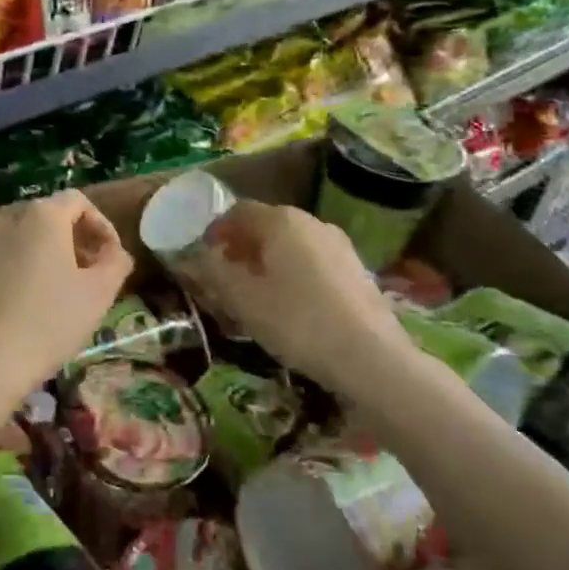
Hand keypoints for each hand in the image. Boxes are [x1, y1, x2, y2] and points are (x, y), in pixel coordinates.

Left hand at [0, 191, 133, 398]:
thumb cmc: (48, 323)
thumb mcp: (98, 294)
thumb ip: (115, 263)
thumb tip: (115, 252)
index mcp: (42, 215)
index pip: (79, 202)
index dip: (102, 226)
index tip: (111, 259)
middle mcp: (7, 217)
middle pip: (49, 218)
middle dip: (74, 242)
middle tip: (90, 276)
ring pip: (23, 239)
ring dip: (47, 257)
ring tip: (61, 293)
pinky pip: (1, 258)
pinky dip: (20, 270)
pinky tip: (28, 306)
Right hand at [194, 201, 417, 387]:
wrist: (371, 358)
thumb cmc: (296, 321)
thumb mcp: (243, 300)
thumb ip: (214, 272)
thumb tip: (197, 257)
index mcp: (281, 221)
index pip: (238, 211)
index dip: (216, 231)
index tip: (203, 258)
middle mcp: (312, 222)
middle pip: (266, 225)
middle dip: (241, 248)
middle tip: (224, 279)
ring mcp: (339, 245)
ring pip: (291, 245)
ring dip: (267, 262)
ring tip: (255, 295)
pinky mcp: (356, 270)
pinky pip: (313, 262)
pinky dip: (293, 274)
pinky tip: (290, 306)